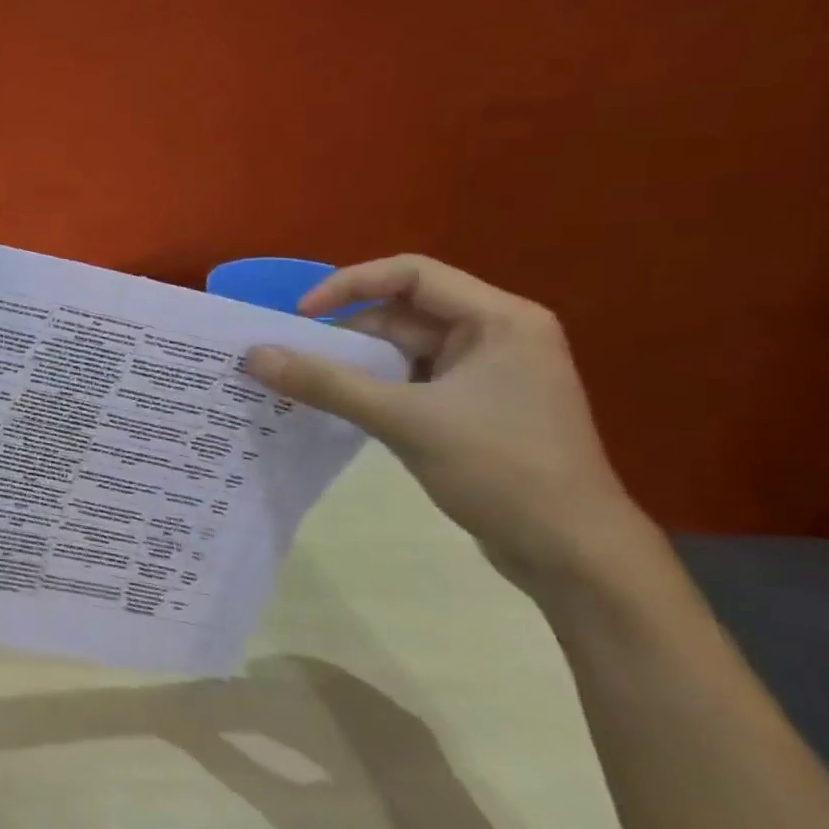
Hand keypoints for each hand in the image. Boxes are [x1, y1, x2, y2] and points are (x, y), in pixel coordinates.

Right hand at [245, 256, 647, 590]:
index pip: (411, 274)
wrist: (573, 554)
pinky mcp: (477, 408)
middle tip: (293, 355)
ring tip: (304, 380)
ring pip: (405, 349)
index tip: (301, 315)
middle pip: (406, 312)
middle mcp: (497, 335)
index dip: (349, 285)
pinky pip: (413, 380)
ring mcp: (489, 374)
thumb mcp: (404, 420)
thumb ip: (326, 383)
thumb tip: (255, 356)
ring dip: (356, 362)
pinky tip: (339, 406)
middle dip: (347, 330)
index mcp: (500, 319)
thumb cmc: (500, 470)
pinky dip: (374, 388)